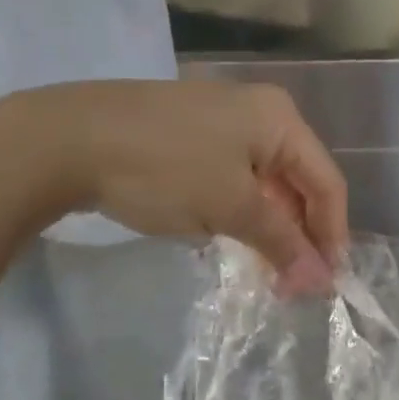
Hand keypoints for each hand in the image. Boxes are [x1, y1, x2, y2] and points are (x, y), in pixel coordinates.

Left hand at [0, 80, 348, 293]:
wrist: (67, 139)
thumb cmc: (164, 168)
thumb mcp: (231, 207)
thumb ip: (281, 242)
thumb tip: (321, 281)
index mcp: (280, 120)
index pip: (326, 183)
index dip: (332, 235)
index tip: (327, 285)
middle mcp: (259, 113)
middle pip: (298, 182)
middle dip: (300, 235)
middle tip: (294, 286)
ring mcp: (222, 121)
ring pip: (265, 183)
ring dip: (271, 228)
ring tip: (267, 273)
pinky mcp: (191, 136)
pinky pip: (234, 178)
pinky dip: (241, 212)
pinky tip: (235, 242)